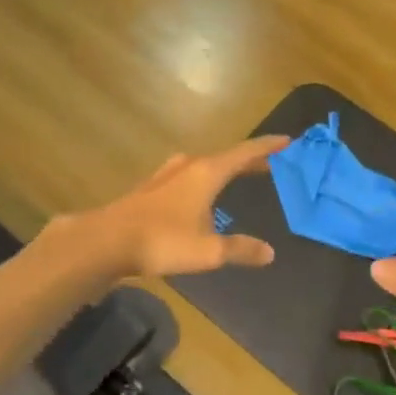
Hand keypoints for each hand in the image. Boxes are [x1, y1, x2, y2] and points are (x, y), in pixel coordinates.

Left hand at [83, 136, 289, 279]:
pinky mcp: (152, 189)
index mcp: (207, 172)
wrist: (107, 241)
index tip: (288, 141)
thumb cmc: (163, 240)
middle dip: (249, 161)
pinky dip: (205, 180)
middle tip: (271, 165)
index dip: (267, 147)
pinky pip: (188, 177)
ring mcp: (167, 175)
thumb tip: (269, 253)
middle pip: (226, 158)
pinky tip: (201, 197)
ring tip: (237, 178)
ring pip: (204, 166)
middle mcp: (188, 166)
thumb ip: (239, 249)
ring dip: (224, 170)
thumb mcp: (208, 250)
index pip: (245, 153)